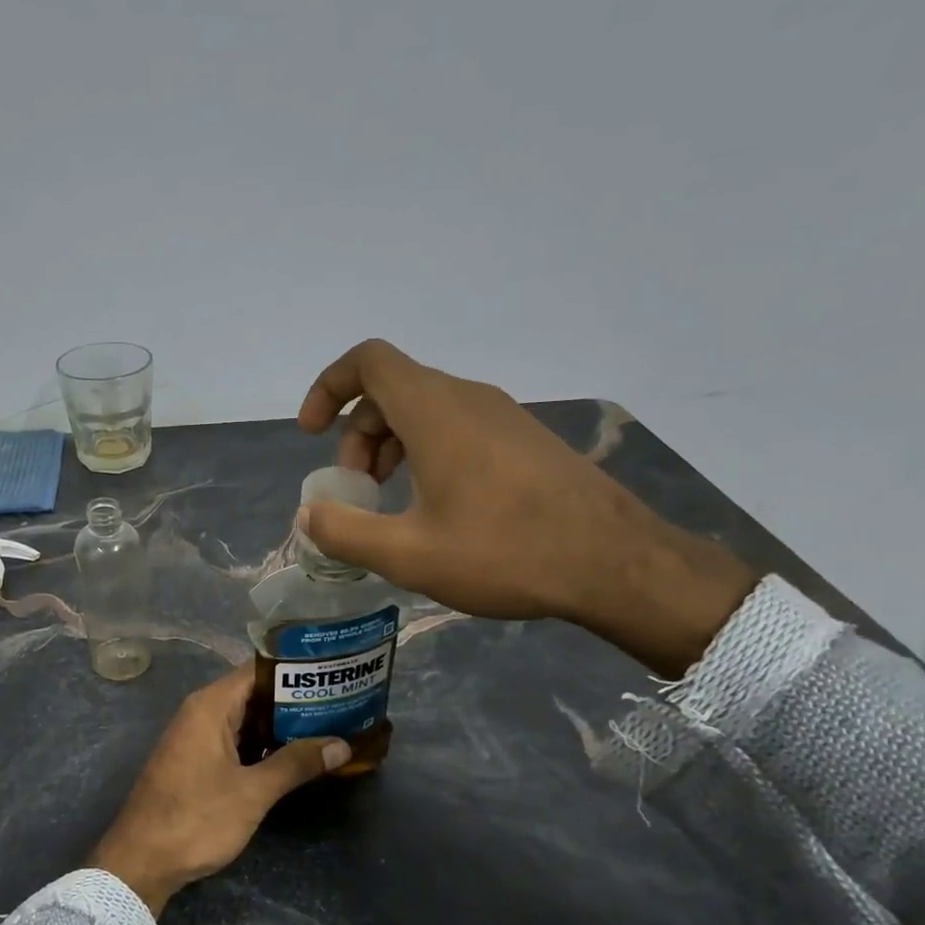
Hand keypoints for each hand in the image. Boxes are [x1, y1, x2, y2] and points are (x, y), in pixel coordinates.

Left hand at [88, 666, 347, 915]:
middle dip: (295, 700)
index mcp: (210, 706)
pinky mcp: (196, 762)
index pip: (258, 670)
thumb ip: (295, 764)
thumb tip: (341, 744)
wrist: (140, 862)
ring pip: (246, 720)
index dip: (295, 670)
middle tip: (340, 702)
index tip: (331, 673)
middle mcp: (201, 713)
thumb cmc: (195, 819)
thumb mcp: (252, 792)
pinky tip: (294, 758)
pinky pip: (236, 741)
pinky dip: (263, 745)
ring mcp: (196, 738)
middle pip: (254, 693)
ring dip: (281, 726)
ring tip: (328, 727)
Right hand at [297, 340, 757, 676]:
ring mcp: (502, 417)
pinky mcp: (524, 441)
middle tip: (356, 492)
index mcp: (434, 411)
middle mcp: (468, 399)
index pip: (368, 361)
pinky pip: (457, 428)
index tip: (312, 433)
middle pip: (392, 391)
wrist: (615, 564)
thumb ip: (346, 531)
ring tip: (389, 505)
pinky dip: (426, 454)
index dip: (329, 387)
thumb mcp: (409, 554)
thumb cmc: (504, 552)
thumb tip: (309, 514)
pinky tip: (436, 509)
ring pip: (425, 411)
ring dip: (391, 448)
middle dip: (357, 436)